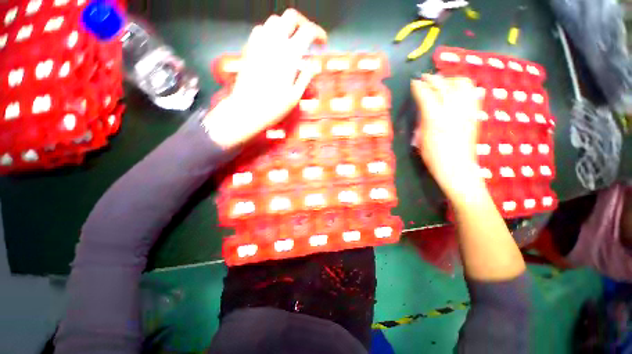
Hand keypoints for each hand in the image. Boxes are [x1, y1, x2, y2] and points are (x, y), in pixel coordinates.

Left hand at [204, 9, 326, 147]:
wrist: (247, 110)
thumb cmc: (273, 107)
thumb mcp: (295, 96)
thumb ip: (306, 76)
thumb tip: (314, 64)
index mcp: (289, 55)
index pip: (308, 31)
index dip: (318, 34)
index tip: (322, 43)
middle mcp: (274, 43)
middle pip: (291, 17)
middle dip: (303, 24)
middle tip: (308, 38)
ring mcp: (259, 43)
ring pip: (275, 20)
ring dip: (287, 27)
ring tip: (292, 42)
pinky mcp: (249, 48)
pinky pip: (261, 29)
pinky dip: (271, 32)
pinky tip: (274, 46)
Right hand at [411, 74, 483, 198]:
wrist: (457, 167)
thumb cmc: (434, 157)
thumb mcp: (421, 139)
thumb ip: (422, 121)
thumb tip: (423, 108)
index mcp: (435, 120)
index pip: (426, 96)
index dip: (419, 87)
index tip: (414, 82)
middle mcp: (453, 111)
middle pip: (444, 86)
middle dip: (433, 79)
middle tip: (425, 79)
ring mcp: (467, 111)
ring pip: (462, 84)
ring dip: (451, 79)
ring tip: (443, 82)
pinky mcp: (475, 114)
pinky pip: (473, 93)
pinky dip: (464, 87)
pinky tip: (457, 91)